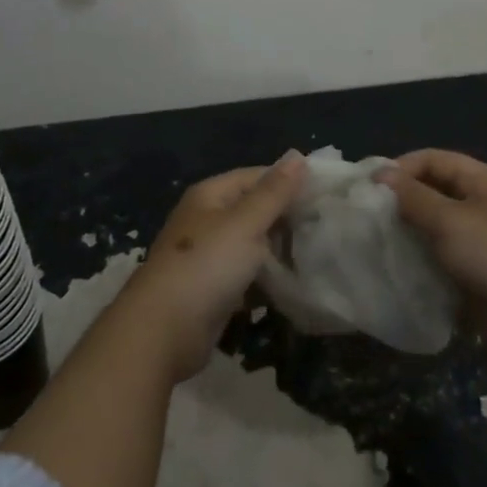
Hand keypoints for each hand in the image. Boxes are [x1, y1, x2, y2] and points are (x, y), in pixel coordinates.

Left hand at [118, 153, 306, 382]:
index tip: (324, 195)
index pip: (257, 177)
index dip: (288, 183)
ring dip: (278, 252)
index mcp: (211, 195)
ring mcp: (208, 256)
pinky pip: (246, 276)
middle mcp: (207, 220)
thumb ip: (274, 192)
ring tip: (315, 257)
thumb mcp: (246, 223)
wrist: (161, 332)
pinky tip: (292, 287)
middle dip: (286, 219)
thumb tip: (298, 155)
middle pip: (254, 210)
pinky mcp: (211, 290)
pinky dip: (265, 280)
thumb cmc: (206, 266)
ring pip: (252, 246)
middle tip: (324, 228)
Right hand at [378, 149, 486, 351]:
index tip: (370, 187)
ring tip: (378, 242)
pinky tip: (399, 267)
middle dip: (402, 201)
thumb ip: (413, 197)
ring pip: (434, 226)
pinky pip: (442, 256)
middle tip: (369, 216)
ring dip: (409, 232)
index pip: (432, 159)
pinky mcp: (477, 271)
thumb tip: (382, 174)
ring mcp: (480, 238)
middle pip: (433, 191)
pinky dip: (422, 259)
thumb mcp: (449, 220)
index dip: (401, 167)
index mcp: (480, 180)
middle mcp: (480, 203)